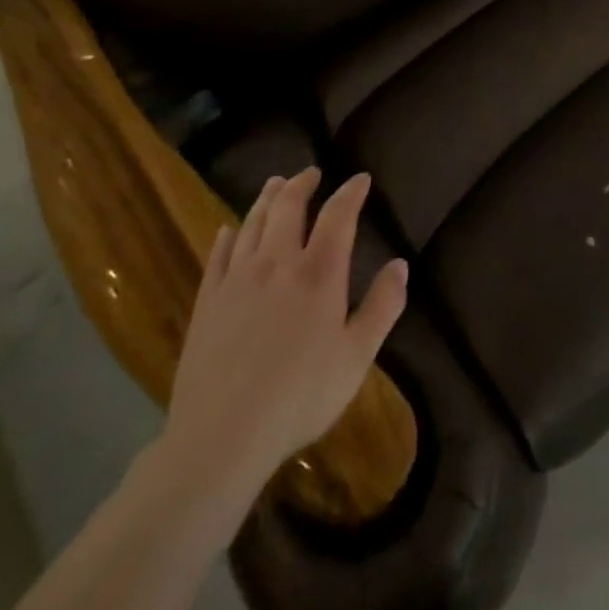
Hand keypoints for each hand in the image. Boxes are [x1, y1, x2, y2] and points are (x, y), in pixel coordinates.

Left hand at [156, 169, 407, 525]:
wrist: (221, 437)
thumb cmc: (299, 397)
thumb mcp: (357, 357)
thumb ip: (383, 306)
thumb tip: (400, 264)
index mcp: (319, 272)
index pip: (338, 215)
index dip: (350, 192)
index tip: (360, 179)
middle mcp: (277, 263)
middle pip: (288, 208)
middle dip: (302, 185)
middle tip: (311, 172)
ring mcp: (237, 280)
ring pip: (252, 224)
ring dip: (266, 199)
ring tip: (275, 185)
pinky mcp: (208, 302)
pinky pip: (218, 255)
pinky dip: (228, 236)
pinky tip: (229, 230)